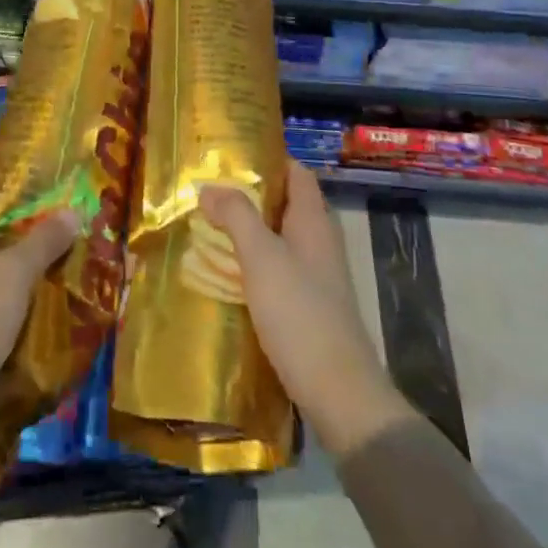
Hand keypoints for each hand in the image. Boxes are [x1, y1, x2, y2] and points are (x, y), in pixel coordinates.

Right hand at [201, 163, 414, 457]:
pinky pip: (279, 269)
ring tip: (210, 227)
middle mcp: (319, 241)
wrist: (339, 392)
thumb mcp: (261, 257)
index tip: (231, 155)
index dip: (268, 158)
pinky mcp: (310, 305)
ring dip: (250, 230)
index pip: (296, 172)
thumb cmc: (300, 313)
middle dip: (250, 195)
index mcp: (313, 220)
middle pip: (285, 203)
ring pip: (280, 238)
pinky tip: (229, 273)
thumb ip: (236, 216)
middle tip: (209, 191)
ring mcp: (318, 275)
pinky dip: (255, 263)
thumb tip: (209, 185)